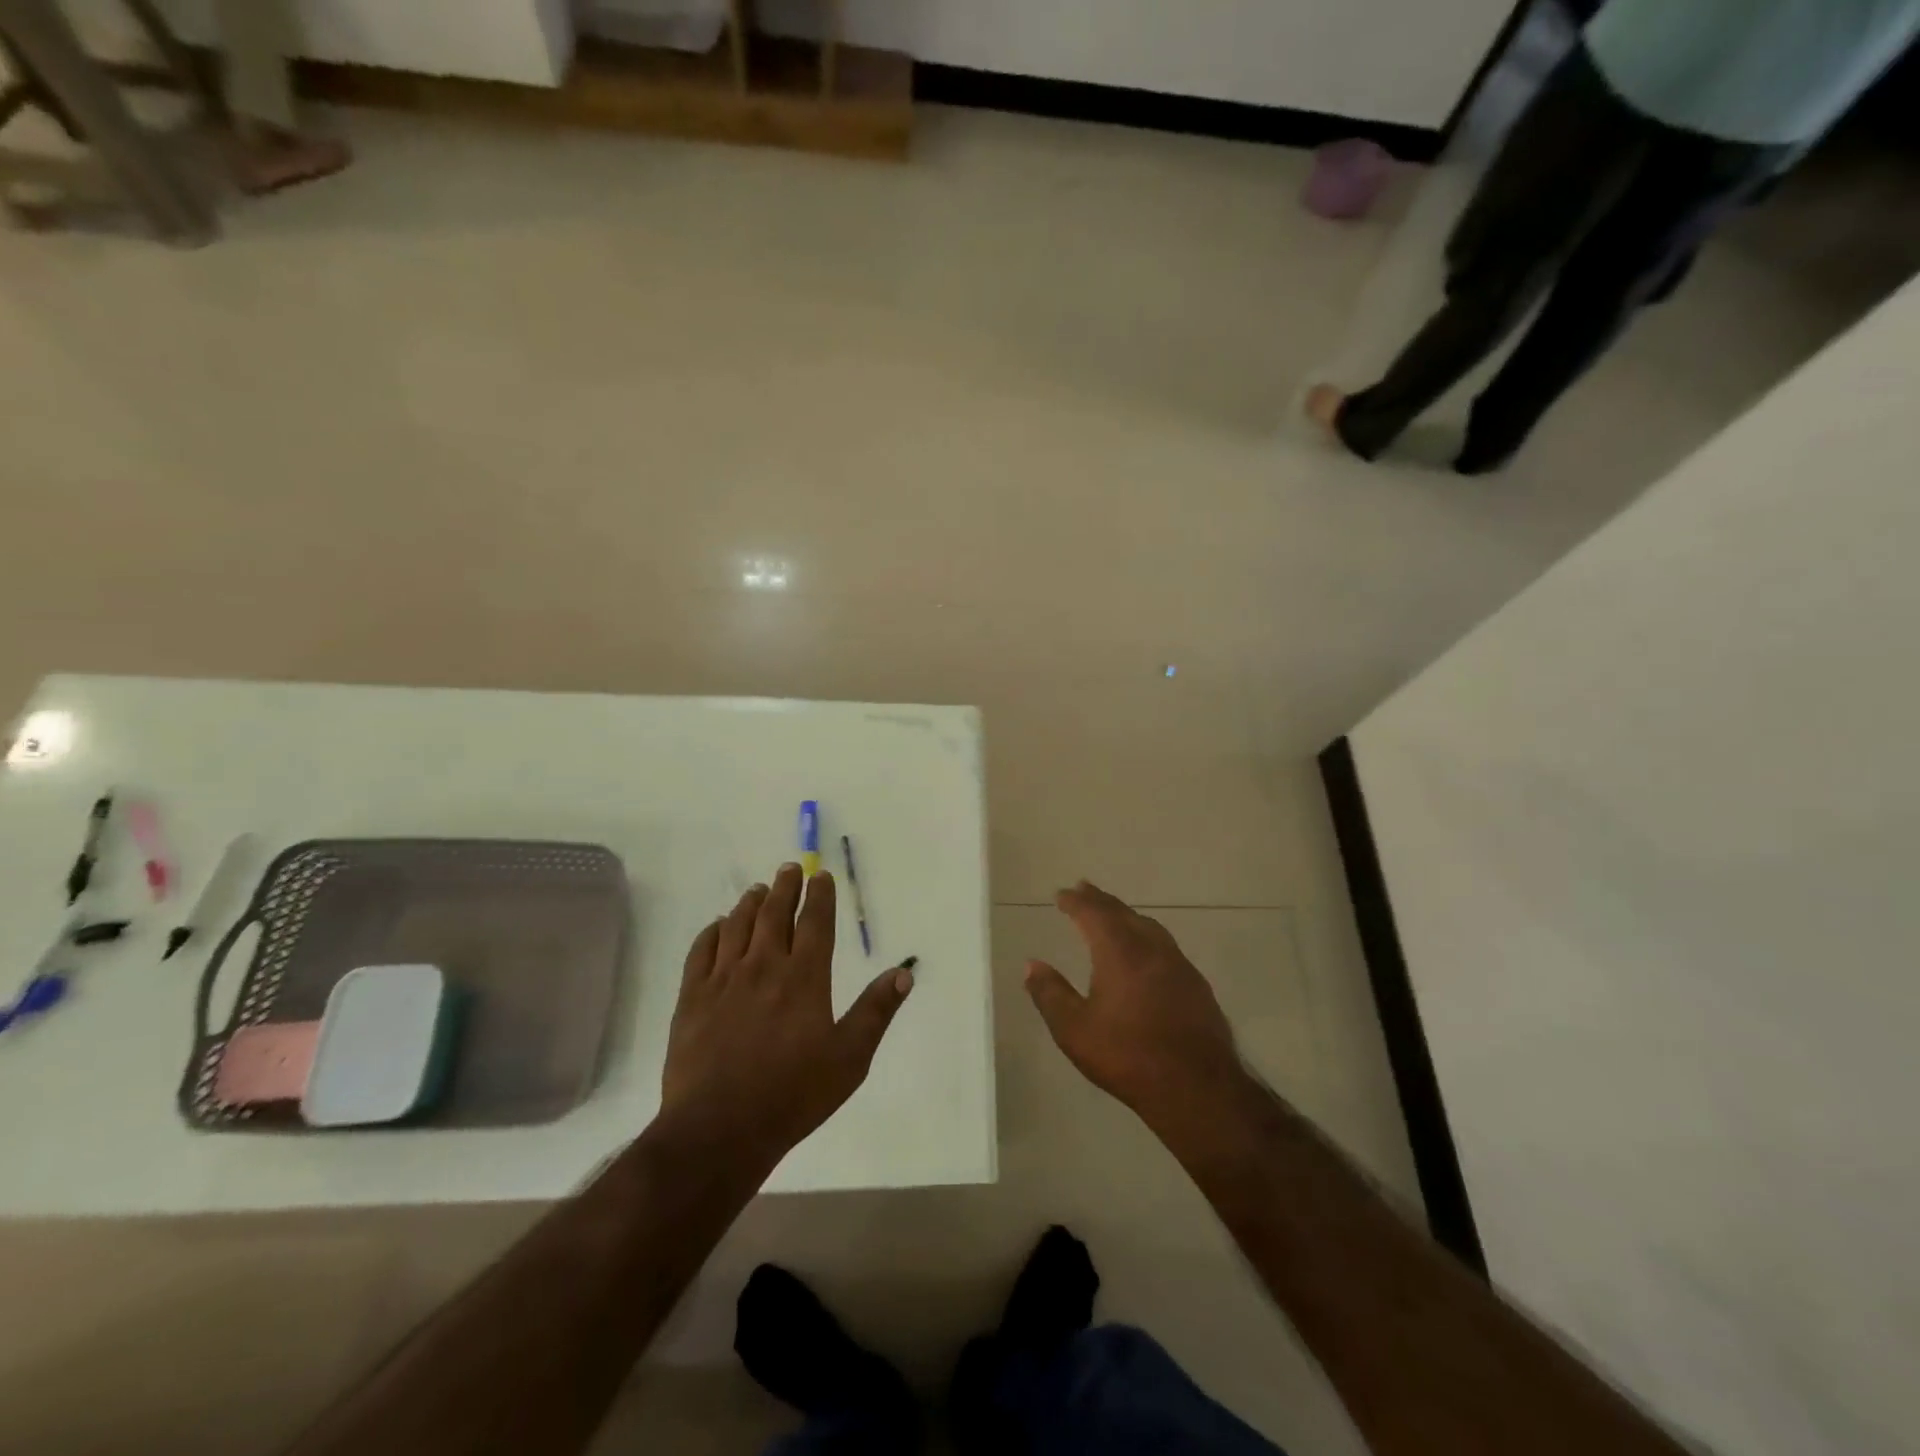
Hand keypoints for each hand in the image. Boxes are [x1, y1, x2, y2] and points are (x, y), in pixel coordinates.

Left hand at [662, 863, 913, 1166]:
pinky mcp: (692, 998)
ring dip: (750, 903)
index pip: (815, 922)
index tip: (821, 876)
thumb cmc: (793, 1095)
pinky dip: (712, 931)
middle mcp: (764, 967)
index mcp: (804, 978)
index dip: (820, 896)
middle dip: (785, 887)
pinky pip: (701, 951)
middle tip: (789, 868)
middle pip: (775, 914)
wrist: (720, 1129)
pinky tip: (718, 926)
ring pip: (737, 926)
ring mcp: (723, 980)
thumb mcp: (849, 1058)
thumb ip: (876, 1011)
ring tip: (757, 889)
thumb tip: (904, 972)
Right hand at [1026, 881, 1245, 1134]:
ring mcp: (1179, 965)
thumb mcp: (1074, 1030)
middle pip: (1123, 913)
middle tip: (1084, 889)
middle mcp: (1151, 948)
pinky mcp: (1196, 985)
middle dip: (1101, 900)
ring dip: (1127, 915)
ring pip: (1149, 926)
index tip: (1062, 893)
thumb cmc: (1128, 1056)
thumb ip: (1050, 994)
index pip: (1094, 913)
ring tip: (1113, 914)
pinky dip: (1147, 935)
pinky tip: (1146, 952)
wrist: (1197, 1088)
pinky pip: (1166, 945)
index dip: (1076, 901)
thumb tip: (1031, 965)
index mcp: (1119, 952)